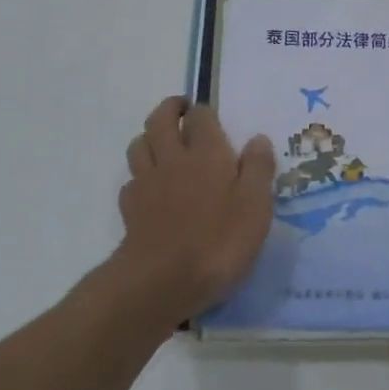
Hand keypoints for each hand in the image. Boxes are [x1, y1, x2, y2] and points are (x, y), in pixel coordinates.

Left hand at [117, 97, 273, 323]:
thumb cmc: (219, 241)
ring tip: (162, 144)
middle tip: (181, 111)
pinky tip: (150, 189)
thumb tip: (258, 138)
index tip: (210, 116)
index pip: (200, 116)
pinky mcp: (130, 209)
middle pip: (160, 120)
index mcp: (207, 153)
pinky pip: (131, 181)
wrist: (162, 280)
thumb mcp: (256, 206)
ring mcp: (147, 182)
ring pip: (139, 145)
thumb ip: (258, 168)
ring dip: (149, 137)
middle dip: (169, 109)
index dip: (204, 111)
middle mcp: (173, 158)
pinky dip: (139, 177)